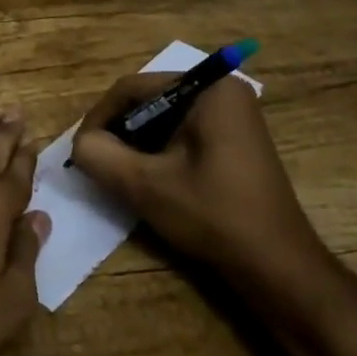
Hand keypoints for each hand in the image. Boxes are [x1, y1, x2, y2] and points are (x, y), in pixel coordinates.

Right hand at [69, 73, 330, 300]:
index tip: (81, 149)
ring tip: (118, 174)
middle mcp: (223, 91)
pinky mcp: (234, 140)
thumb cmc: (213, 215)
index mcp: (208, 89)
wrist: (277, 266)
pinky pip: (182, 134)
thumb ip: (100, 155)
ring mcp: (233, 116)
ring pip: (163, 120)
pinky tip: (149, 180)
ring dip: (137, 145)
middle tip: (97, 163)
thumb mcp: (145, 185)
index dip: (99, 117)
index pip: (133, 88)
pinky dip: (159, 153)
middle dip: (119, 132)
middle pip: (149, 101)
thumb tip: (80, 144)